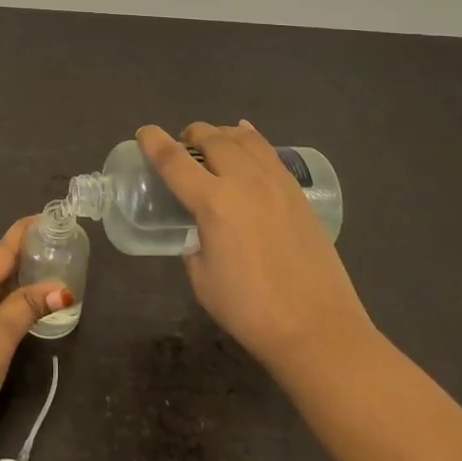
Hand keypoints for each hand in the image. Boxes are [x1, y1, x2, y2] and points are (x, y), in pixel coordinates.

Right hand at [138, 121, 376, 382]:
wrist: (317, 327)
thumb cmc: (251, 310)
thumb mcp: (202, 279)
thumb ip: (194, 244)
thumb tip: (198, 231)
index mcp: (214, 203)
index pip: (174, 161)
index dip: (153, 142)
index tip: (143, 132)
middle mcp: (244, 181)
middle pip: (211, 138)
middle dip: (190, 135)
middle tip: (181, 145)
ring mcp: (275, 182)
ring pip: (243, 138)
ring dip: (221, 134)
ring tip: (213, 143)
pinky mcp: (297, 192)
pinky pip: (269, 152)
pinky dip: (250, 140)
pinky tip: (246, 141)